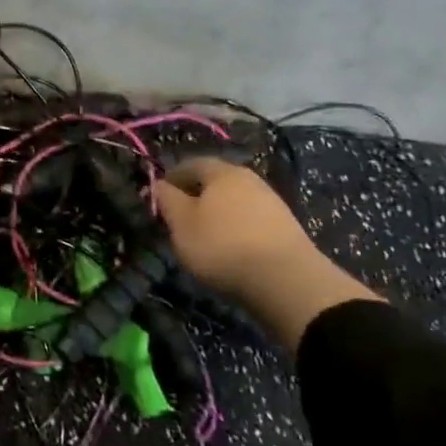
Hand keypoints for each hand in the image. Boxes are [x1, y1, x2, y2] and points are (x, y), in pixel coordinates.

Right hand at [155, 159, 382, 350]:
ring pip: (234, 201)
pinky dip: (236, 229)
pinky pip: (250, 220)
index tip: (159, 199)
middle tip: (180, 218)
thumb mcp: (181, 224)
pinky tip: (231, 248)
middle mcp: (249, 179)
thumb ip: (167, 200)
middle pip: (215, 181)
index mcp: (221, 172)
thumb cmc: (222, 245)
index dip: (171, 179)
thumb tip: (159, 184)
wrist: (286, 280)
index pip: (190, 164)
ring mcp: (271, 202)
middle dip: (195, 196)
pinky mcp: (286, 227)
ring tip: (204, 237)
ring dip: (217, 213)